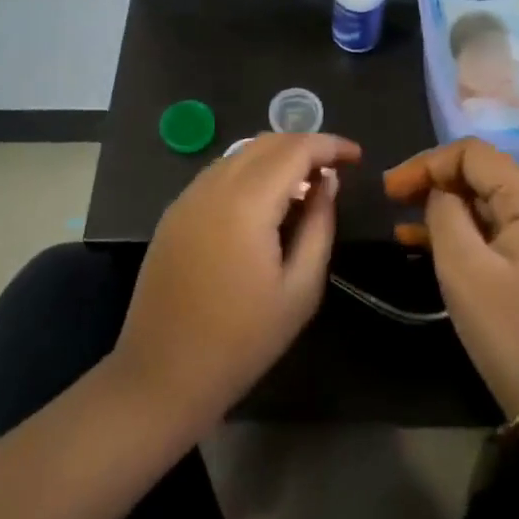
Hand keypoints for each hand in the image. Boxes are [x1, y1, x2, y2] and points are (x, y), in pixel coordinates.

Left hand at [111, 132, 359, 435]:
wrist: (162, 376)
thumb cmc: (241, 340)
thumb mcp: (299, 290)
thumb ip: (319, 226)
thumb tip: (327, 183)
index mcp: (247, 202)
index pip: (295, 149)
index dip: (330, 145)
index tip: (356, 156)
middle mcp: (213, 186)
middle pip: (266, 142)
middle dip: (304, 146)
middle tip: (333, 172)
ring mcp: (188, 197)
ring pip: (240, 154)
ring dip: (276, 158)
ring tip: (303, 188)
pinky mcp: (174, 213)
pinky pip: (219, 174)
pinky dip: (249, 173)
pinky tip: (264, 204)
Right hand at [384, 139, 518, 420]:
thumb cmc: (510, 331)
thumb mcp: (464, 268)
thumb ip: (444, 214)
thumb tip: (437, 193)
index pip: (474, 154)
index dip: (428, 163)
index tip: (391, 188)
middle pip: (479, 173)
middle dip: (432, 179)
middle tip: (390, 197)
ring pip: (480, 201)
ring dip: (440, 205)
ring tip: (399, 217)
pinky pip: (487, 229)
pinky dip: (455, 229)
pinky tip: (418, 240)